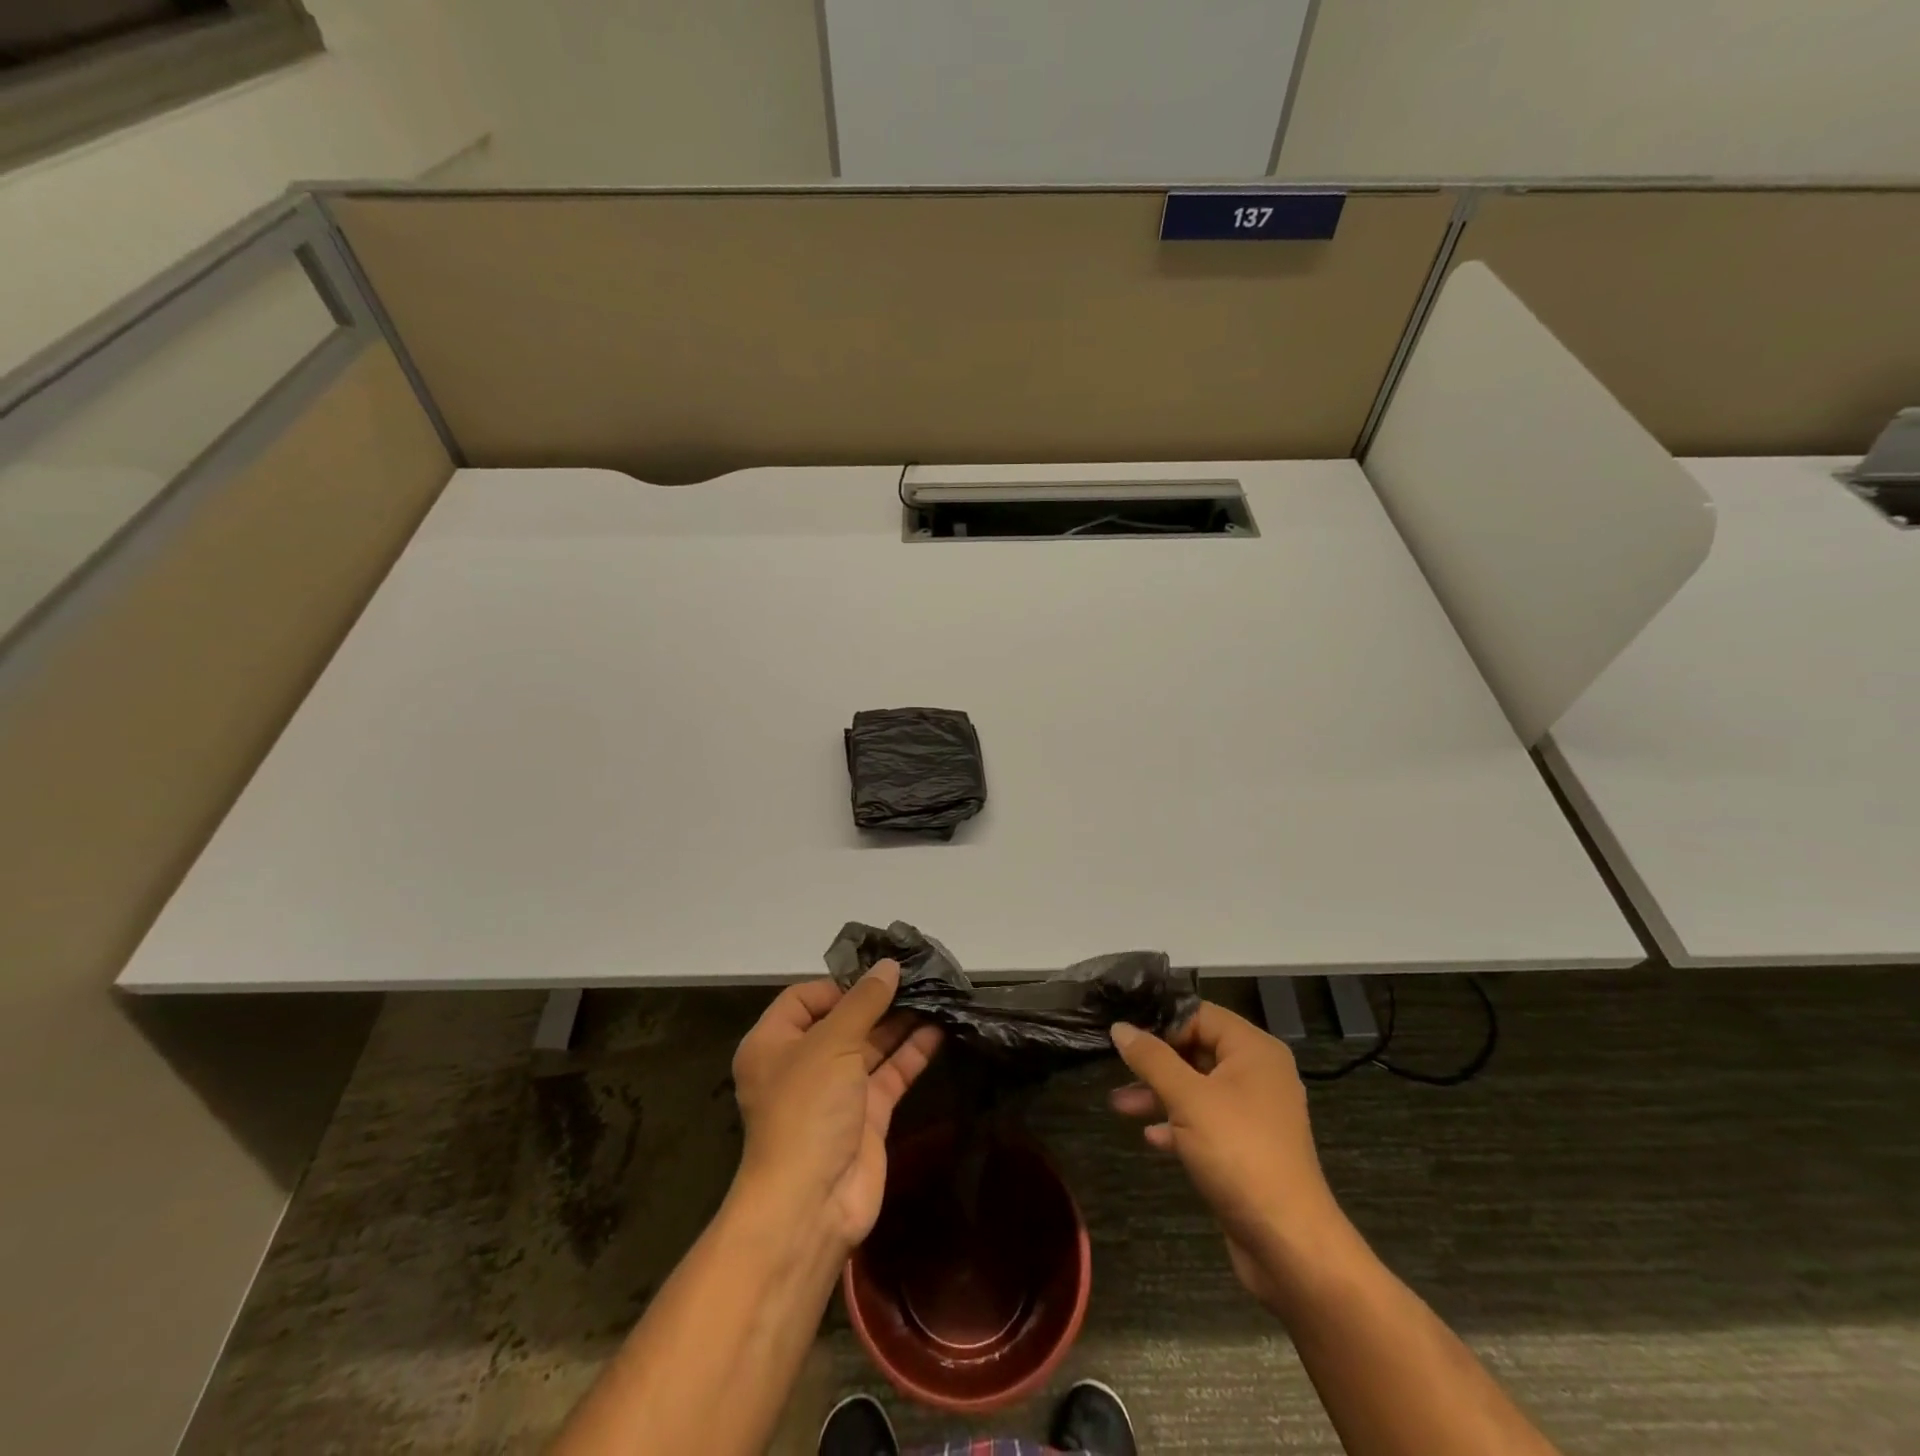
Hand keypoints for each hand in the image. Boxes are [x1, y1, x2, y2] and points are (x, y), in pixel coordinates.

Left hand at [730, 961, 941, 1250]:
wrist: (812, 1203)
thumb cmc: (807, 1108)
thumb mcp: (832, 1043)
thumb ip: (864, 1002)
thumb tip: (889, 966)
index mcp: (774, 1043)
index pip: (805, 999)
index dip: (840, 985)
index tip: (877, 976)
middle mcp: (802, 1064)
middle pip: (843, 1020)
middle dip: (878, 1000)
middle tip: (918, 977)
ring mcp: (836, 1092)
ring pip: (871, 1046)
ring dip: (900, 1023)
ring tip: (935, 995)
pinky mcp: (867, 1115)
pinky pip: (890, 1074)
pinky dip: (912, 1052)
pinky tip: (939, 1029)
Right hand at [1110, 1002, 1344, 1307]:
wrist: (1288, 1243)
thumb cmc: (1238, 1153)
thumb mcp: (1188, 1099)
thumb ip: (1151, 1059)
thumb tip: (1120, 1027)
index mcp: (1253, 1050)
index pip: (1200, 1015)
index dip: (1161, 1022)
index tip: (1123, 1034)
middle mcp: (1258, 1074)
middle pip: (1198, 1050)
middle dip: (1155, 1062)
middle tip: (1115, 1066)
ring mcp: (1254, 1113)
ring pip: (1198, 1089)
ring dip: (1159, 1095)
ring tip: (1119, 1105)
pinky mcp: (1247, 1148)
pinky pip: (1206, 1122)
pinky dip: (1178, 1125)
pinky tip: (1151, 1137)